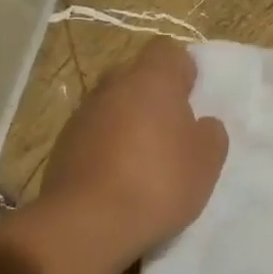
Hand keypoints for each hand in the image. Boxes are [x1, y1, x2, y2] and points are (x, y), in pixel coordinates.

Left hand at [37, 38, 228, 265]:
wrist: (88, 222)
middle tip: (171, 130)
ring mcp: (82, 115)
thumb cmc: (158, 182)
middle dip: (152, 96)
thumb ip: (211, 134)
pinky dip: (106, 147)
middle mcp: (112, 86)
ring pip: (112, 106)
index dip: (182, 70)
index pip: (167, 51)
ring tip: (143, 160)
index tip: (192, 98)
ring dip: (127, 123)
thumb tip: (202, 124)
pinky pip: (93, 134)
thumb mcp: (207, 161)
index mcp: (151, 80)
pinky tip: (117, 179)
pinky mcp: (62, 145)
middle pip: (136, 76)